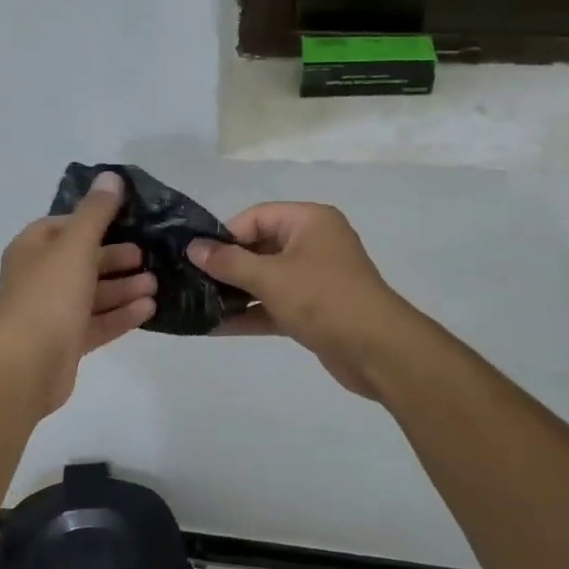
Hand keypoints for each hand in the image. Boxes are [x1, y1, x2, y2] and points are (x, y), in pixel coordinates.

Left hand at [0, 171, 156, 414]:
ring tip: (155, 284)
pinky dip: (120, 314)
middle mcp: (38, 278)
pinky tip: (149, 309)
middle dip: (115, 258)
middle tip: (147, 256)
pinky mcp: (65, 342)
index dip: (94, 222)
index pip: (63, 226)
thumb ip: (96, 212)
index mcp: (31, 249)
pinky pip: (97, 323)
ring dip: (123, 287)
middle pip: (81, 261)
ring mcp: (51, 313)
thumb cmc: (49, 295)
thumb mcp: (76, 245)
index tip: (126, 221)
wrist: (27, 365)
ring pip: (92, 294)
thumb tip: (111, 176)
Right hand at [188, 203, 416, 401]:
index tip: (197, 258)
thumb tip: (193, 248)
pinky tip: (215, 327)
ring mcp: (314, 278)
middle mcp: (313, 243)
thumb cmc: (323, 299)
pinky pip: (274, 305)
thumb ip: (228, 262)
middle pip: (259, 247)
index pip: (256, 217)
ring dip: (234, 293)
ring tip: (196, 304)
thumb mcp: (270, 277)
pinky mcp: (313, 310)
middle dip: (226, 266)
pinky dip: (250, 314)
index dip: (225, 235)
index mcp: (309, 221)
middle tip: (190, 281)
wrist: (378, 351)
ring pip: (265, 279)